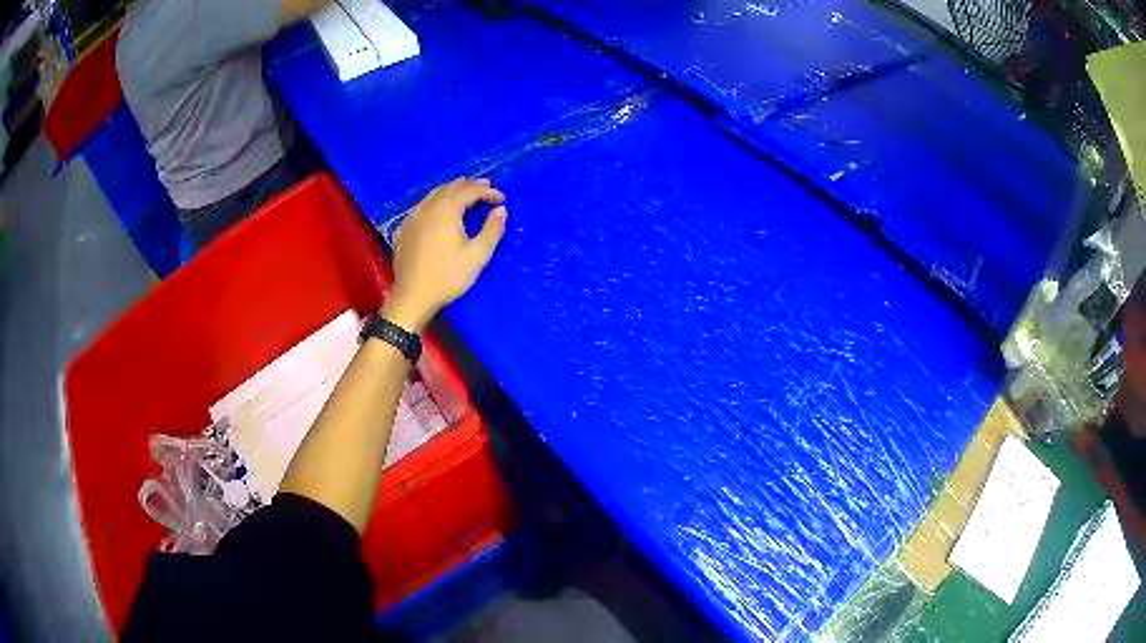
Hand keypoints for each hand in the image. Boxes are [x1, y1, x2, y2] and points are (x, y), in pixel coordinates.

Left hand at [381, 178, 507, 332]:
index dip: (487, 191)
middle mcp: (427, 207)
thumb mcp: (477, 256)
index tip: (501, 198)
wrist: (412, 297)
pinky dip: (435, 202)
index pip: (469, 191)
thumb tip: (501, 210)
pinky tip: (439, 210)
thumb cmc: (448, 277)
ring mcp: (411, 217)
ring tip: (465, 192)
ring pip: (433, 194)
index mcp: (446, 211)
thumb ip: (492, 230)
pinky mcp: (403, 229)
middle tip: (485, 186)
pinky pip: (421, 207)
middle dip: (470, 185)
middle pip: (450, 188)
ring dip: (452, 190)